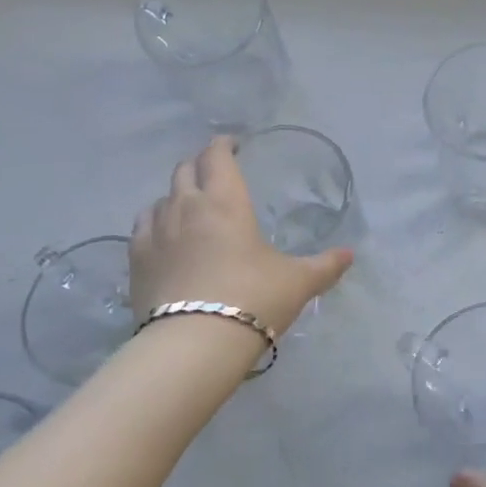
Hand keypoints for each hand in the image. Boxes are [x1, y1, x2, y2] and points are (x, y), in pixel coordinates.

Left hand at [130, 137, 352, 336]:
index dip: (224, 145)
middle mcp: (186, 207)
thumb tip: (350, 255)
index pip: (217, 157)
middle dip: (200, 165)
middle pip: (185, 170)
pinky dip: (155, 222)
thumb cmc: (254, 298)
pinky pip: (143, 226)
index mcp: (225, 202)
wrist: (195, 342)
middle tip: (215, 172)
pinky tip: (164, 236)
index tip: (232, 144)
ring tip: (189, 207)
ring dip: (176, 195)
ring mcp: (156, 232)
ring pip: (161, 197)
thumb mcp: (298, 282)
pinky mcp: (136, 260)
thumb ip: (325, 265)